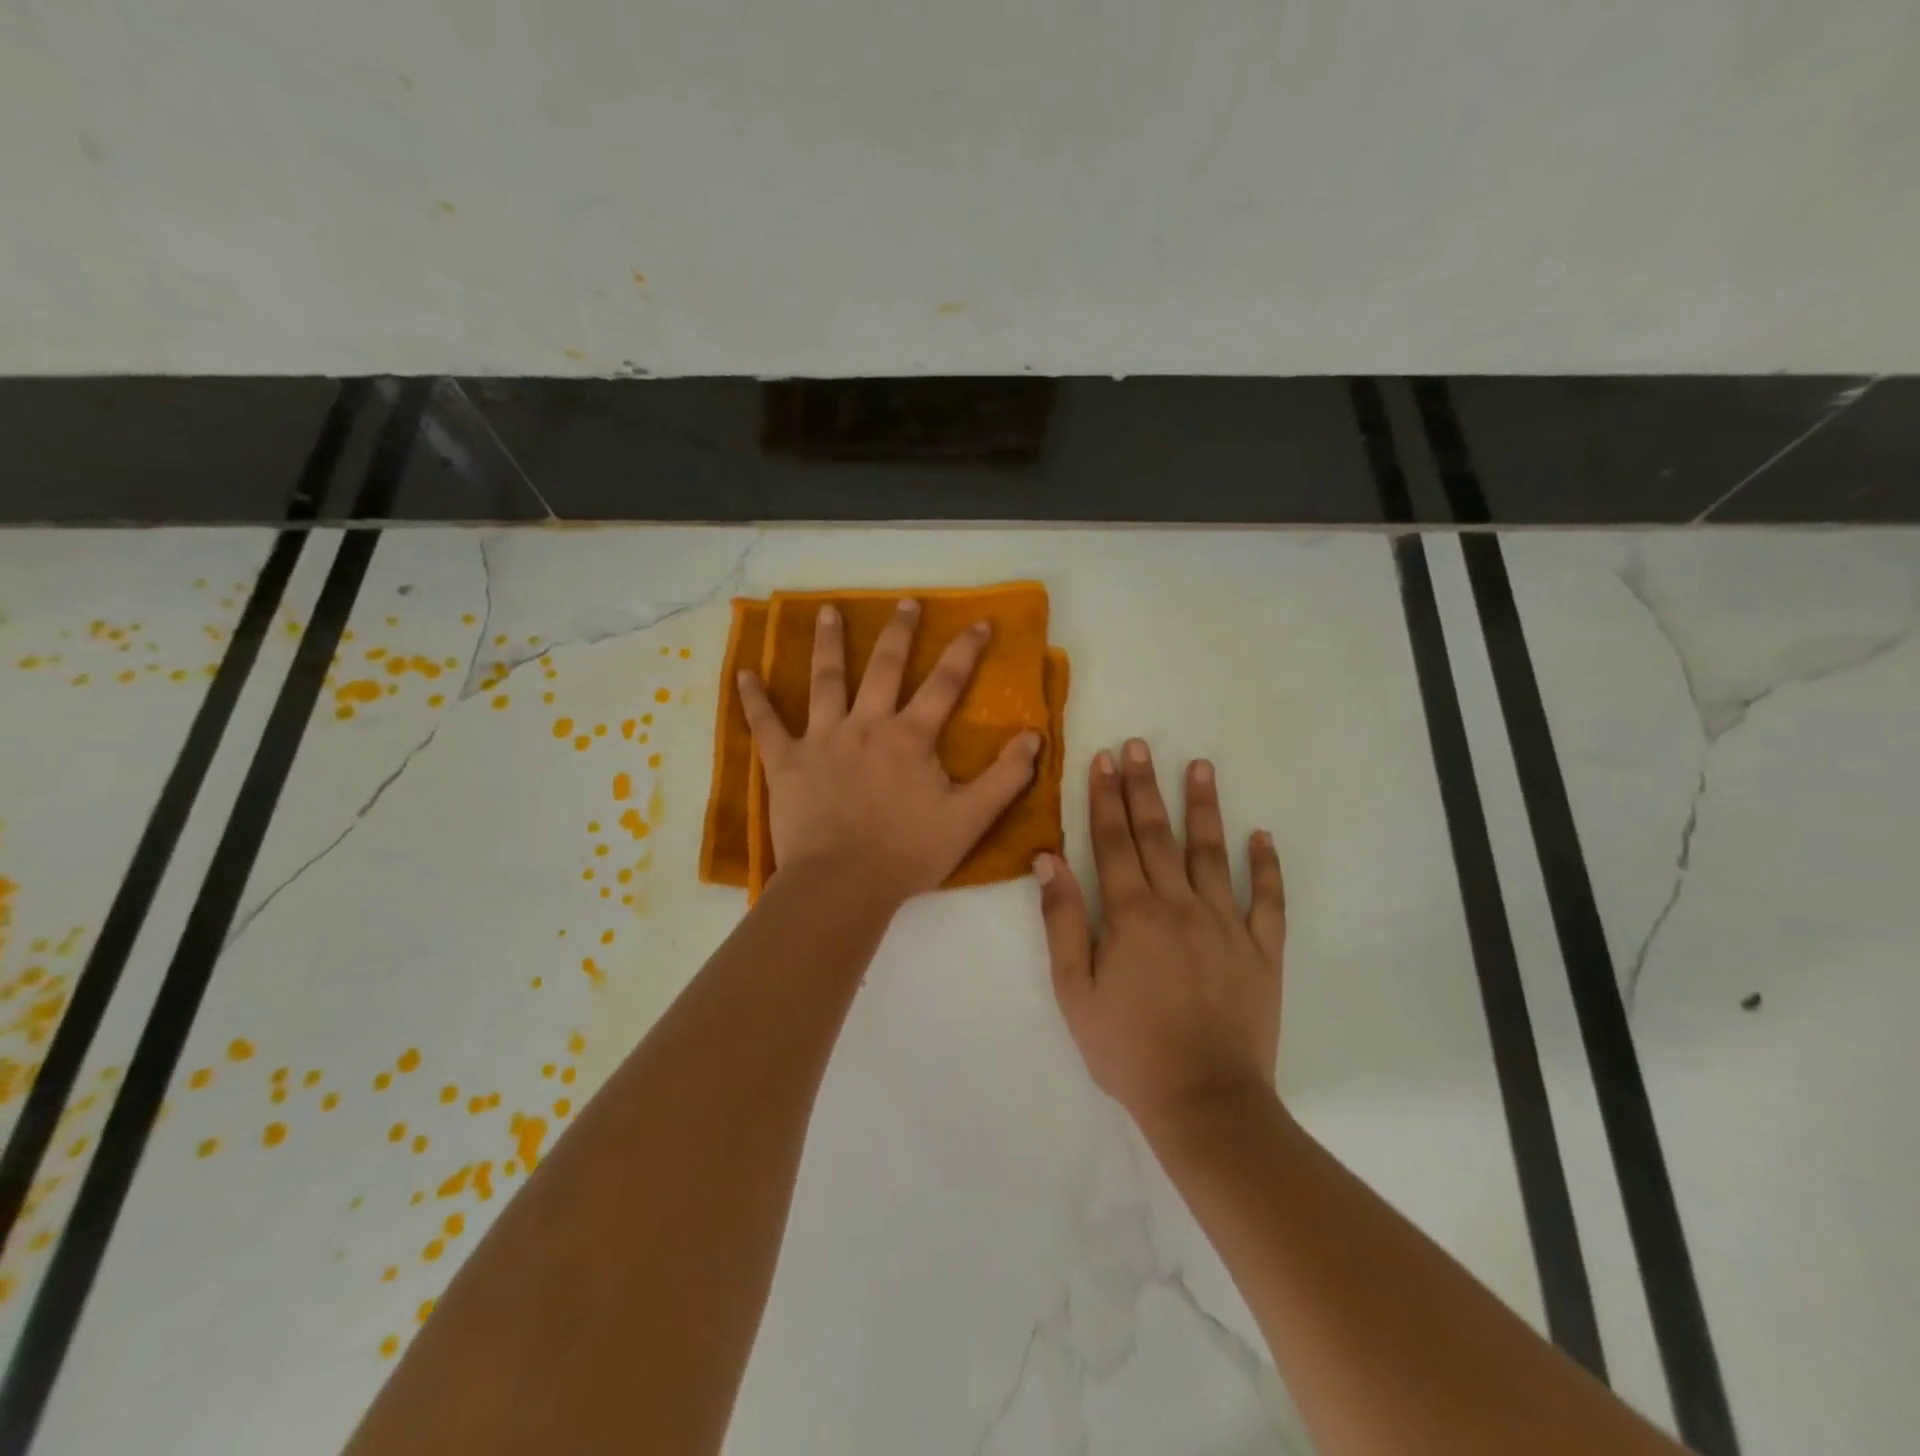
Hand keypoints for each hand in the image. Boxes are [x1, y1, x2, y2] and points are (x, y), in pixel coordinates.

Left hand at [738, 599, 1041, 905]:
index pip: (944, 683)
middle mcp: (866, 725)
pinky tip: (743, 672)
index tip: (978, 622)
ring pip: (825, 680)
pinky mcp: (786, 761)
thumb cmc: (907, 853)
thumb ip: (1005, 778)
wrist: (842, 884)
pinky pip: (765, 724)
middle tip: (906, 602)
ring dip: (827, 643)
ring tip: (826, 610)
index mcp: (910, 737)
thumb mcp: (969, 819)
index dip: (964, 651)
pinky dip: (753, 698)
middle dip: (899, 632)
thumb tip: (1034, 736)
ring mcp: (822, 739)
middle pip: (884, 667)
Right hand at [1039, 740, 1286, 1132]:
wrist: (1205, 1102)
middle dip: (1145, 787)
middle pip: (1158, 835)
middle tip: (1140, 745)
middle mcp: (1180, 906)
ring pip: (1213, 853)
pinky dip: (1266, 866)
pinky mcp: (1262, 950)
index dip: (1106, 798)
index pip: (1113, 842)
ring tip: (1201, 766)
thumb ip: (1063, 921)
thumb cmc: (1129, 1049)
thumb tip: (1048, 860)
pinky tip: (1262, 836)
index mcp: (1131, 915)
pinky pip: (1267, 900)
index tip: (1104, 759)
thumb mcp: (1076, 991)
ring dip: (1204, 807)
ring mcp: (1226, 924)